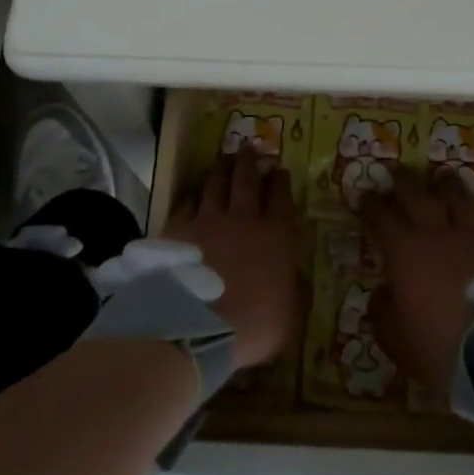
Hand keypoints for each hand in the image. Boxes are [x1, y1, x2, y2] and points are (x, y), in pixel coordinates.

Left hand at [163, 148, 302, 368]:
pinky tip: (194, 191)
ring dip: (221, 169)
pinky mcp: (178, 230)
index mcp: (276, 236)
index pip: (281, 199)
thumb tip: (295, 275)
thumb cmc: (253, 325)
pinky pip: (188, 203)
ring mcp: (208, 221)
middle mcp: (243, 220)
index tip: (279, 170)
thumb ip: (294, 289)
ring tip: (224, 158)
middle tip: (249, 147)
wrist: (196, 327)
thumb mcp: (291, 315)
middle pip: (247, 181)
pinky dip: (193, 193)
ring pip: (216, 184)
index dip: (281, 182)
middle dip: (250, 162)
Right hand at [360, 168, 473, 395]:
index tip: (365, 195)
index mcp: (404, 251)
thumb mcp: (395, 338)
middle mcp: (437, 233)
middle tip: (395, 171)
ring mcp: (473, 235)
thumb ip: (383, 311)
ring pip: (458, 195)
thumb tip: (383, 292)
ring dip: (446, 183)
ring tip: (441, 176)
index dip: (370, 205)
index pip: (381, 217)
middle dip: (402, 180)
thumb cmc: (439, 346)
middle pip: (416, 194)